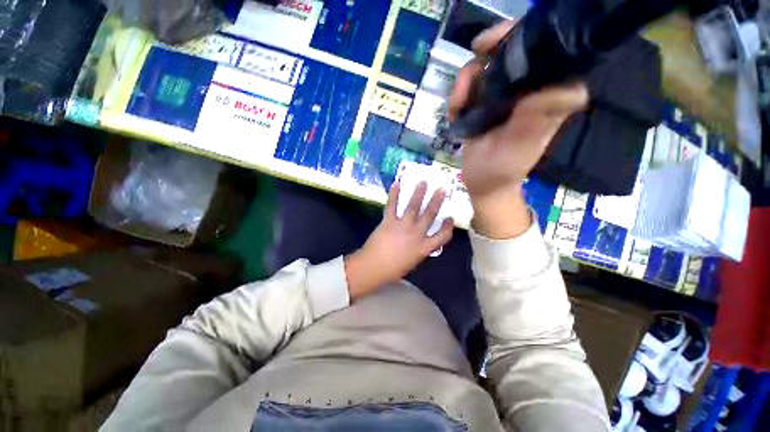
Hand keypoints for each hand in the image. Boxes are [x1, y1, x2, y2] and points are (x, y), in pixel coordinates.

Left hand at [345, 182, 452, 299]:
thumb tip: (421, 242)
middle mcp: (416, 233)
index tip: (450, 218)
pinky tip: (396, 184)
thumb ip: (419, 250)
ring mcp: (403, 225)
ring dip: (419, 193)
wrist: (373, 267)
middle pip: (430, 215)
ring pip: (413, 206)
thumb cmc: (393, 270)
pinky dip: (394, 194)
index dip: (448, 227)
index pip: (442, 236)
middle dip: (437, 201)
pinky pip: (392, 205)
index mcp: (424, 247)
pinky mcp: (389, 221)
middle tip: (442, 190)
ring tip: (423, 182)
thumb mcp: (412, 262)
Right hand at [448, 21, 587, 237]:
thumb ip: (536, 119)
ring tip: (457, 106)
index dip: (523, 37)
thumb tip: (572, 89)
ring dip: (466, 82)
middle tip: (472, 64)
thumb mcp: (519, 146)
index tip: (494, 43)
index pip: (547, 51)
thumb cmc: (503, 169)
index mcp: (547, 96)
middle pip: (513, 51)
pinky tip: (455, 112)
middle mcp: (528, 90)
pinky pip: (471, 87)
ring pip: (486, 67)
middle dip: (488, 53)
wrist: (483, 183)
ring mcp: (505, 97)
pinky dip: (459, 95)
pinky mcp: (486, 106)